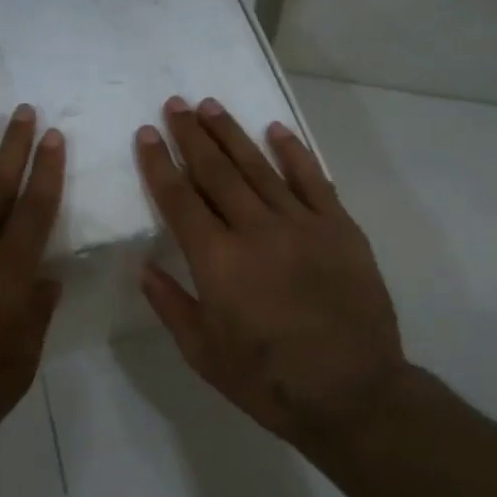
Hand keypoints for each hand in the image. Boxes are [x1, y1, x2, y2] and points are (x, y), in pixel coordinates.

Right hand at [135, 96, 408, 446]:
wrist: (353, 392)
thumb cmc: (268, 380)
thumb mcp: (203, 353)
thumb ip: (171, 305)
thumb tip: (144, 268)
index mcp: (217, 261)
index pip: (179, 200)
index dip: (159, 164)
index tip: (148, 133)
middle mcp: (255, 231)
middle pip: (216, 172)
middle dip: (192, 135)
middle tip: (175, 103)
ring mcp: (302, 224)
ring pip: (259, 167)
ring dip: (232, 134)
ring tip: (211, 105)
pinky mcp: (339, 228)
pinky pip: (313, 180)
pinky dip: (293, 152)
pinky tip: (275, 130)